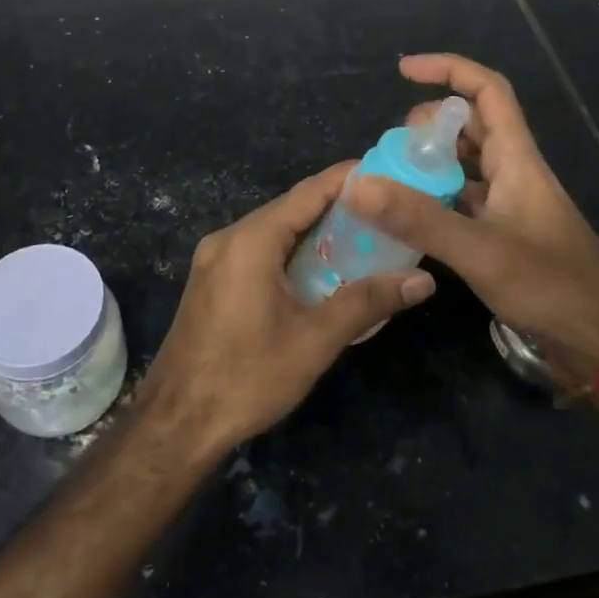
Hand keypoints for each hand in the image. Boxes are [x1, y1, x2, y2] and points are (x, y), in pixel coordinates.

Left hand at [138, 161, 436, 456]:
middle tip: (383, 210)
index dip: (347, 179)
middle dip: (335, 206)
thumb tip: (423, 281)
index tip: (386, 173)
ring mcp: (214, 259)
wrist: (176, 424)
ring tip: (361, 236)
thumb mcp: (314, 341)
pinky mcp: (210, 280)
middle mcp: (228, 238)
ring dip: (313, 230)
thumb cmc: (246, 378)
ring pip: (273, 229)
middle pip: (289, 208)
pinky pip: (257, 250)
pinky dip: (290, 249)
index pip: (307, 193)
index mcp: (250, 241)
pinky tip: (318, 267)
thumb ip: (367, 303)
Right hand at [345, 54, 598, 381]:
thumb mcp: (481, 251)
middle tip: (392, 149)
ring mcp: (510, 205)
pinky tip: (409, 221)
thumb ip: (420, 219)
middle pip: (471, 125)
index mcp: (518, 159)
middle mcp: (514, 172)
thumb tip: (358, 184)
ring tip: (391, 181)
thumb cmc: (553, 287)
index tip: (404, 71)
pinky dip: (436, 200)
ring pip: (466, 165)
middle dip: (429, 125)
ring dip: (430, 164)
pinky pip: (463, 201)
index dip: (448, 70)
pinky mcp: (505, 235)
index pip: (487, 91)